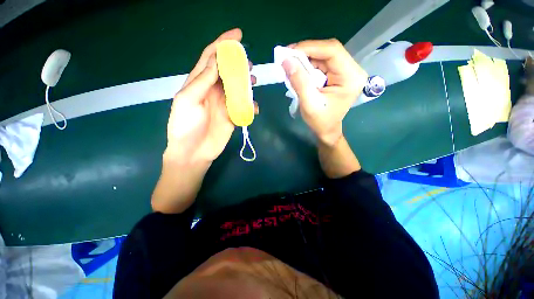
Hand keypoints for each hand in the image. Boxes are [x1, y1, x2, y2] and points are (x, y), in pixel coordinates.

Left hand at [165, 28, 255, 163]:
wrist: (193, 152)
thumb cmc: (185, 126)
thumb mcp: (188, 100)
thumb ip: (203, 81)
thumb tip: (217, 60)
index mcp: (199, 83)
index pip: (210, 58)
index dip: (222, 45)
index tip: (237, 35)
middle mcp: (213, 90)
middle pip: (228, 71)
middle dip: (238, 65)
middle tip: (248, 65)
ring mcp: (224, 104)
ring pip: (239, 88)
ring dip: (247, 84)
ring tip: (253, 83)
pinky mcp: (233, 116)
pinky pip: (245, 107)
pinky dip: (251, 106)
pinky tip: (253, 108)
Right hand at [282, 39, 367, 146]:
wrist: (327, 130)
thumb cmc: (320, 121)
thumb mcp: (309, 103)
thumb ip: (299, 81)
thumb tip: (286, 60)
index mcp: (351, 77)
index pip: (332, 51)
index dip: (310, 47)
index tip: (289, 51)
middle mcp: (352, 70)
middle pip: (328, 51)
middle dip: (306, 52)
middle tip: (287, 57)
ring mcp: (345, 71)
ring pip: (323, 56)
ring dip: (306, 59)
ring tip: (290, 64)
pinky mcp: (338, 74)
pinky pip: (322, 63)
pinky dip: (308, 65)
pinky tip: (298, 70)